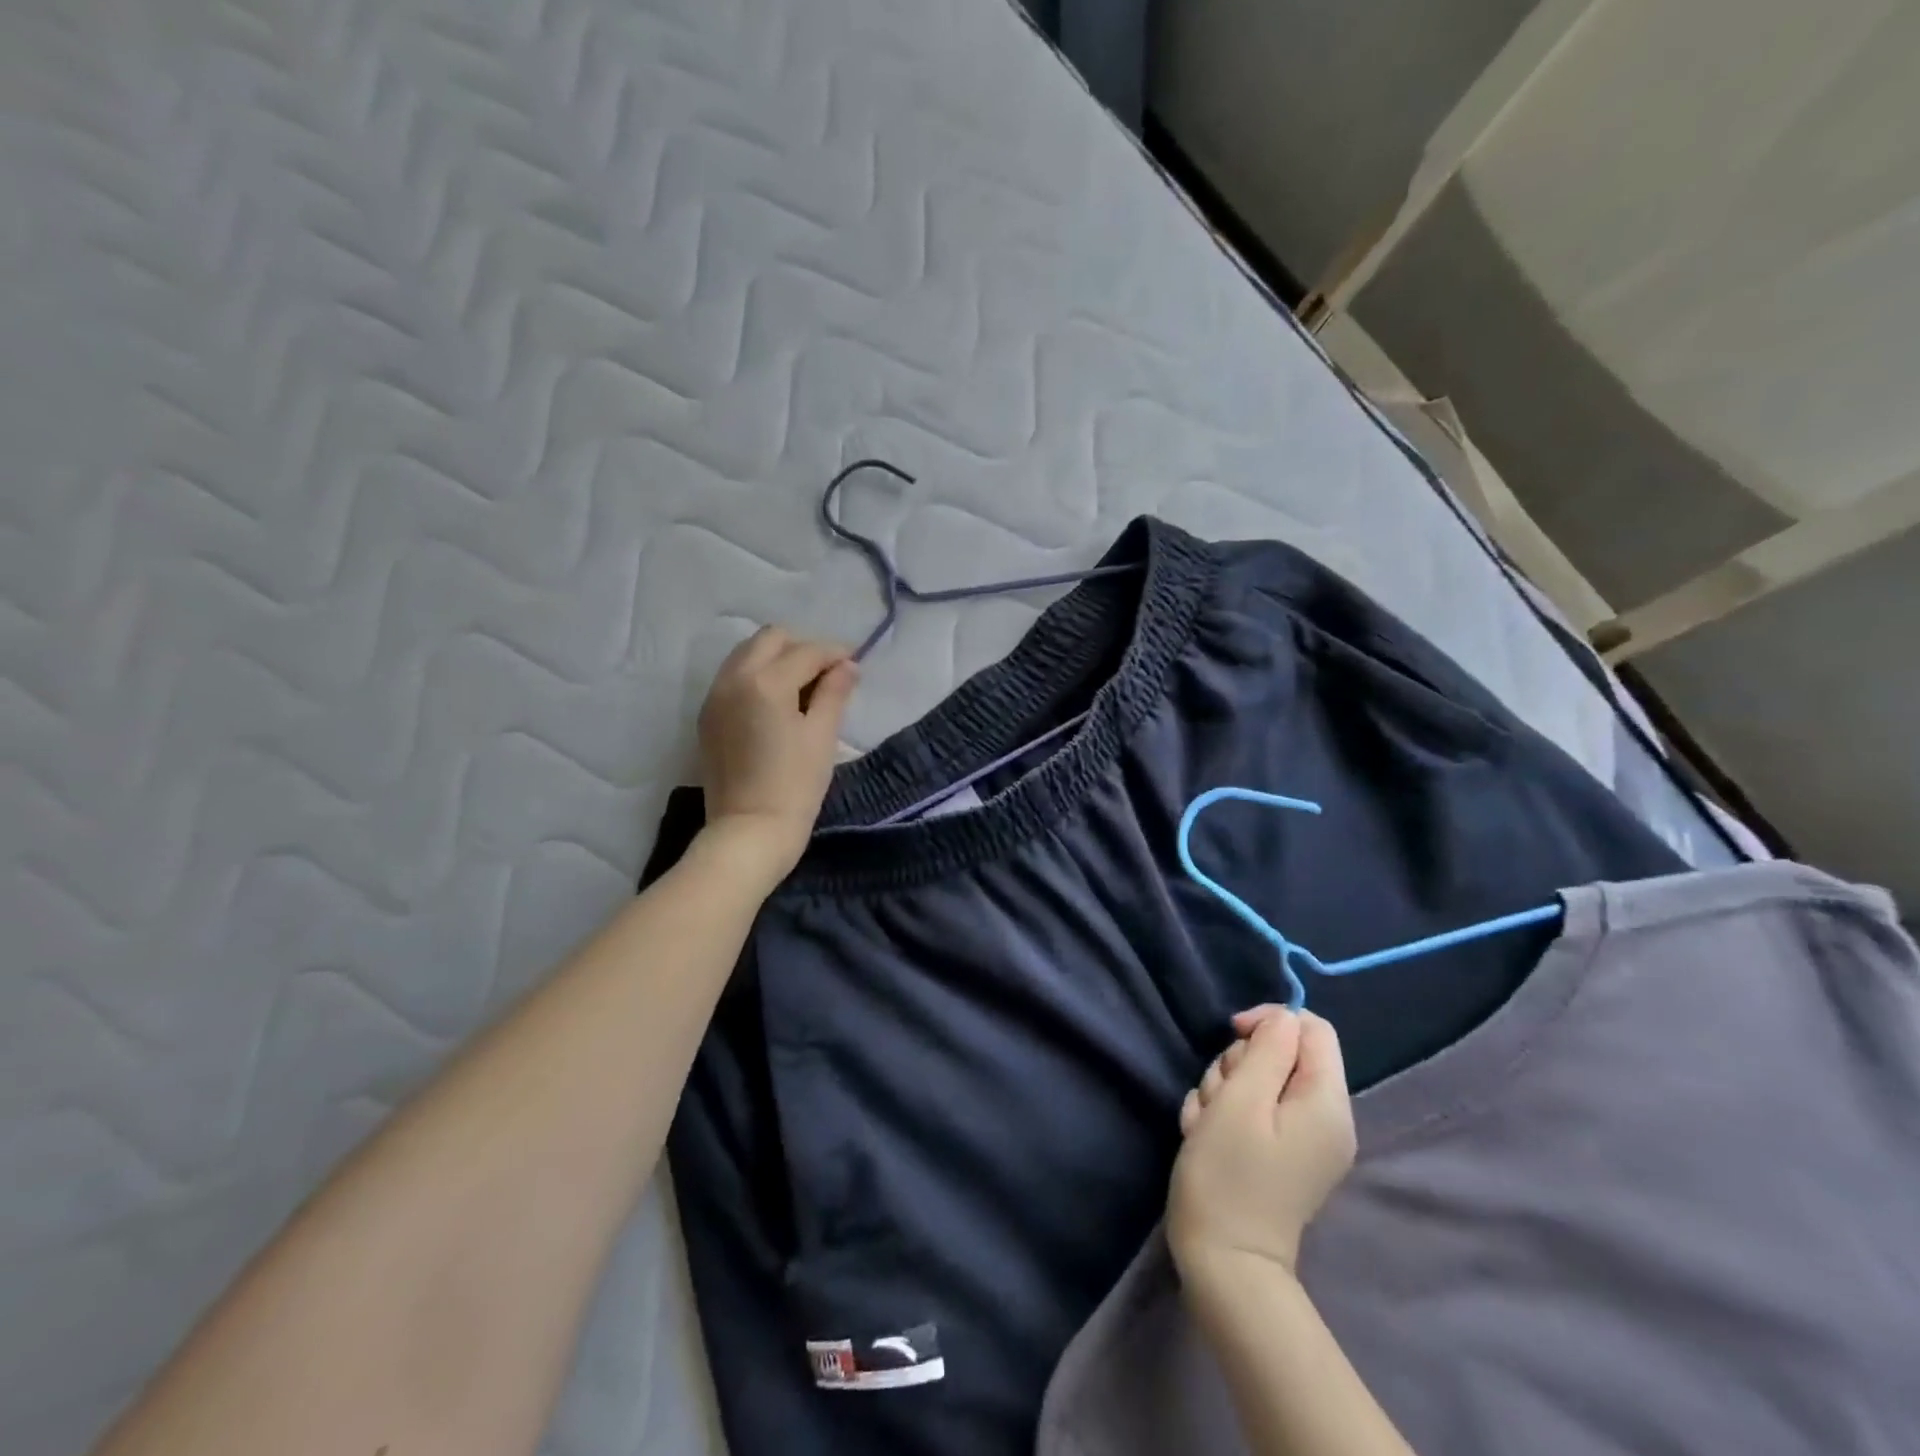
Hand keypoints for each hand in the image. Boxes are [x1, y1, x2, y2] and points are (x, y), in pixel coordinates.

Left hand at [697, 626, 856, 883]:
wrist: (749, 832)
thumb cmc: (794, 786)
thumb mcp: (822, 736)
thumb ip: (834, 693)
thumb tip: (847, 666)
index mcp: (765, 682)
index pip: (806, 651)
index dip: (834, 653)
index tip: (854, 663)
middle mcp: (733, 679)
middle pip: (770, 639)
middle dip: (802, 647)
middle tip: (828, 672)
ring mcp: (715, 697)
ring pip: (747, 654)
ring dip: (777, 658)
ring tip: (804, 685)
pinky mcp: (708, 716)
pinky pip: (734, 677)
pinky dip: (758, 676)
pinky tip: (778, 702)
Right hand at [1167, 1007, 1356, 1287]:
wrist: (1224, 1264)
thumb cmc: (1229, 1175)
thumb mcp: (1242, 1100)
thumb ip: (1267, 1050)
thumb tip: (1283, 1019)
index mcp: (1327, 1102)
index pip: (1312, 1028)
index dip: (1271, 1021)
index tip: (1233, 1035)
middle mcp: (1326, 1118)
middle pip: (1280, 1053)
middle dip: (1239, 1063)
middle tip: (1219, 1097)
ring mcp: (1304, 1139)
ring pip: (1258, 1079)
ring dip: (1224, 1090)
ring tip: (1207, 1123)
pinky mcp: (1281, 1154)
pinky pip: (1253, 1109)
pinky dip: (1225, 1113)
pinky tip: (1206, 1136)